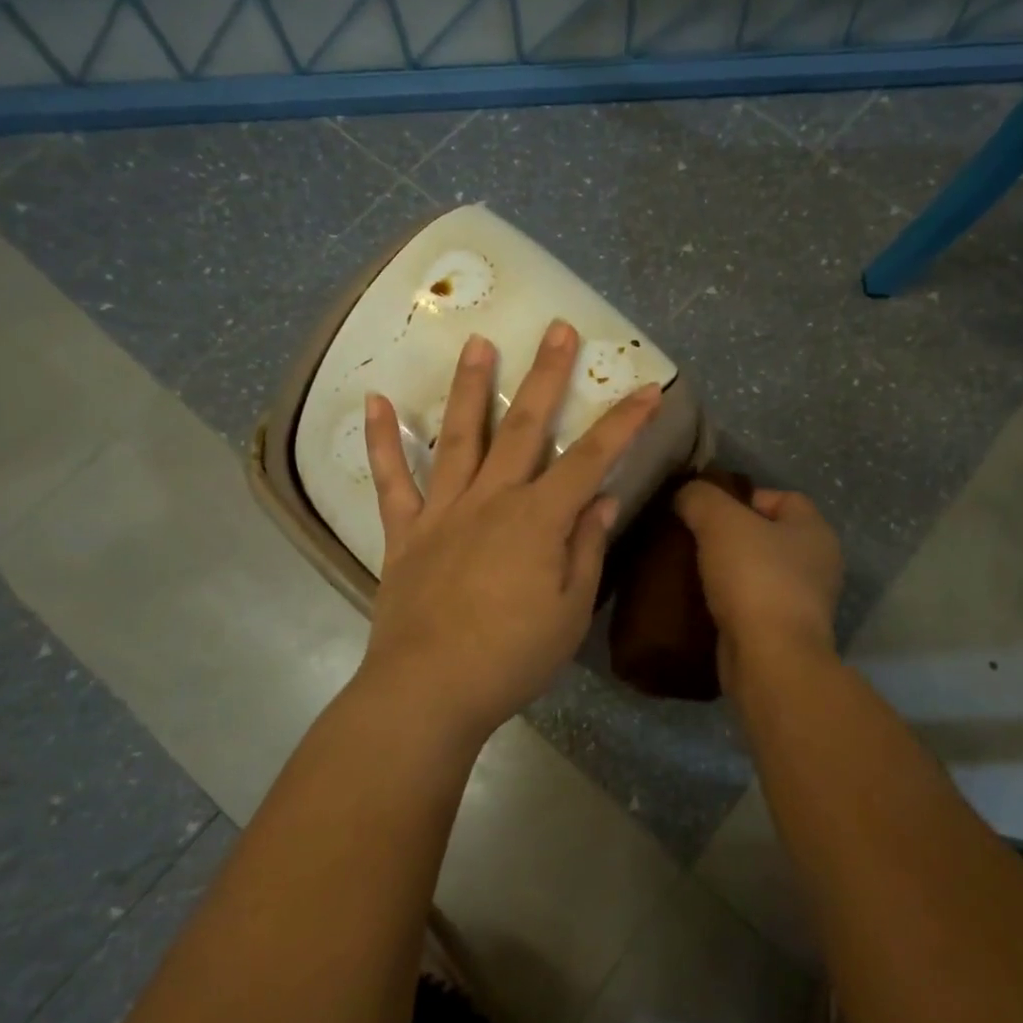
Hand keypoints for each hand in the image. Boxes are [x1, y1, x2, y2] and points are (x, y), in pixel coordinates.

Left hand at [361, 319, 661, 744]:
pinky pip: (392, 479)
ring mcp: (444, 511)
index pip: (591, 459)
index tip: (646, 388)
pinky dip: (382, 440)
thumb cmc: (511, 657)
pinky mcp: (405, 531)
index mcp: (539, 520)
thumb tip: (602, 501)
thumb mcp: (569, 612)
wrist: (428, 692)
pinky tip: (376, 401)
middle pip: (525, 427)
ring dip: (471, 386)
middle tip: (557, 329)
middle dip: (547, 376)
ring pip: (461, 436)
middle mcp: (492, 500)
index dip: (623, 422)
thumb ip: (586, 550)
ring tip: (477, 342)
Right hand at [674, 481, 842, 674]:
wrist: (769, 662)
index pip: (781, 497)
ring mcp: (802, 603)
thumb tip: (686, 495)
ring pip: (755, 572)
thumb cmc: (755, 579)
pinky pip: (749, 605)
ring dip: (725, 570)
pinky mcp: (781, 634)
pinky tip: (697, 600)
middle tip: (691, 537)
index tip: (705, 509)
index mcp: (815, 532)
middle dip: (728, 535)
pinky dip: (726, 602)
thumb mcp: (720, 522)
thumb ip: (700, 497)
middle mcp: (816, 565)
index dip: (742, 496)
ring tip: (688, 568)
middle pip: (765, 535)